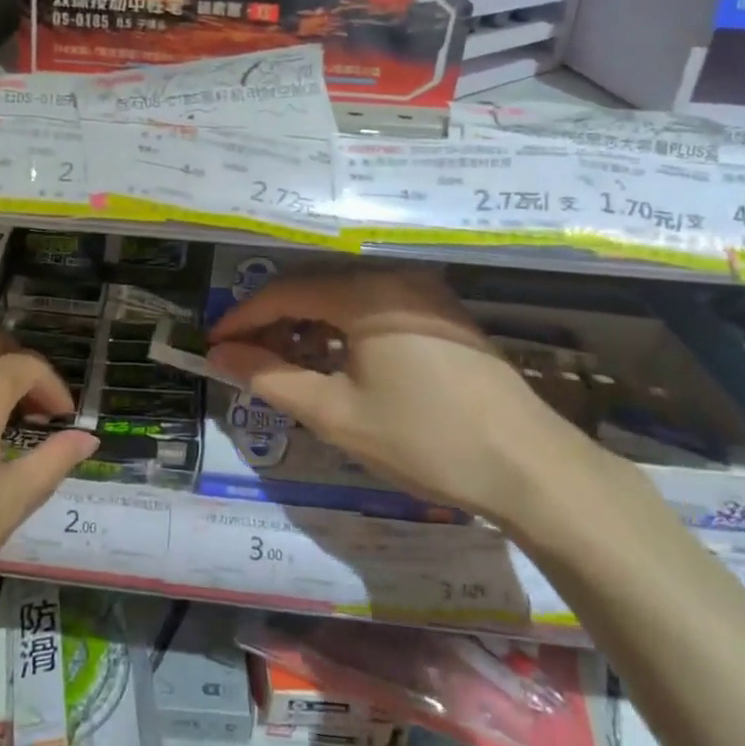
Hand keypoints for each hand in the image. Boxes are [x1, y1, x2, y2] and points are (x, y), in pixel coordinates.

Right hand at [207, 268, 600, 525]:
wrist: (529, 467)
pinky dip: (343, 330)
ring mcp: (424, 294)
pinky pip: (376, 309)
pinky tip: (335, 363)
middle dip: (274, 321)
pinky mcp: (443, 315)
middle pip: (315, 288)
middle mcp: (395, 278)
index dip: (244, 318)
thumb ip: (271, 378)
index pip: (285, 292)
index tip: (215, 344)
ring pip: (346, 298)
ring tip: (285, 364)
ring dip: (309, 326)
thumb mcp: (336, 414)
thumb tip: (220, 355)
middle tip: (245, 357)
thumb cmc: (424, 438)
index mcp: (365, 293)